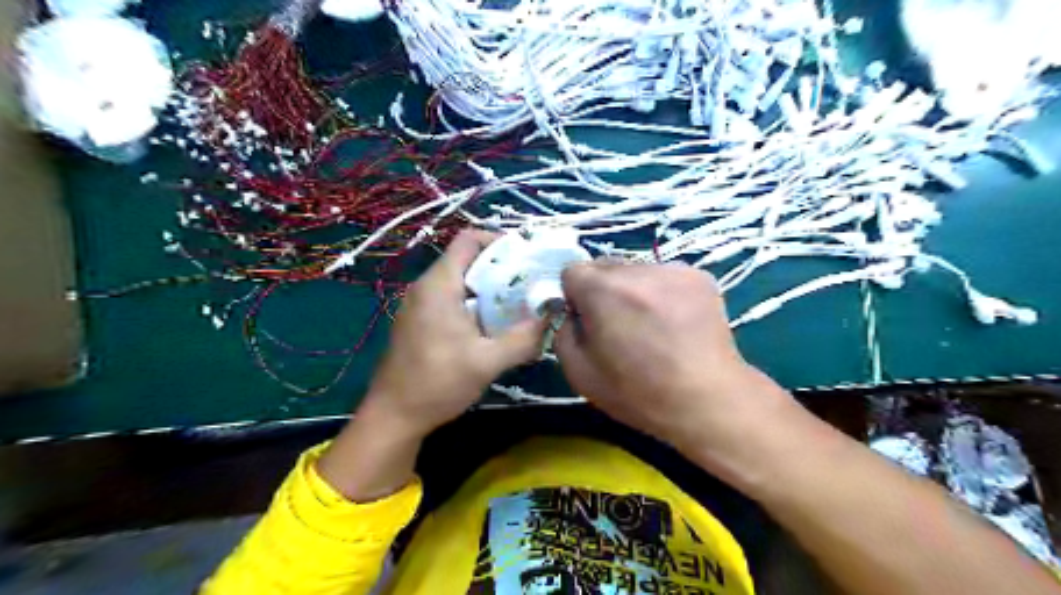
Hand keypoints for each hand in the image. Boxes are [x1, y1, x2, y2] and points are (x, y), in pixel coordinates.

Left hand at [365, 231, 546, 438]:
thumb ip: (523, 338)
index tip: (527, 257)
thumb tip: (550, 318)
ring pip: (461, 281)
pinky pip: (452, 299)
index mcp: (439, 285)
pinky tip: (493, 326)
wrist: (394, 416)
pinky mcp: (420, 321)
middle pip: (468, 260)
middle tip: (531, 284)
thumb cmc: (437, 383)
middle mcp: (426, 287)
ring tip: (519, 304)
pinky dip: (475, 303)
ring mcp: (420, 304)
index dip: (499, 241)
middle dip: (501, 268)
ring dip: (490, 288)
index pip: (468, 239)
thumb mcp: (487, 362)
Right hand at [557, 259, 795, 472]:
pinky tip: (673, 321)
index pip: (572, 271)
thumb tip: (571, 311)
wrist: (706, 400)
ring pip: (636, 269)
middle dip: (603, 290)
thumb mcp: (579, 372)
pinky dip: (662, 292)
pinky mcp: (699, 276)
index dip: (575, 297)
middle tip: (620, 325)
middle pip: (604, 266)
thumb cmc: (637, 393)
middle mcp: (637, 269)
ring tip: (651, 325)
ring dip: (634, 289)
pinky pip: (664, 275)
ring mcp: (672, 269)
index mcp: (602, 290)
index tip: (588, 321)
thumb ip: (563, 331)